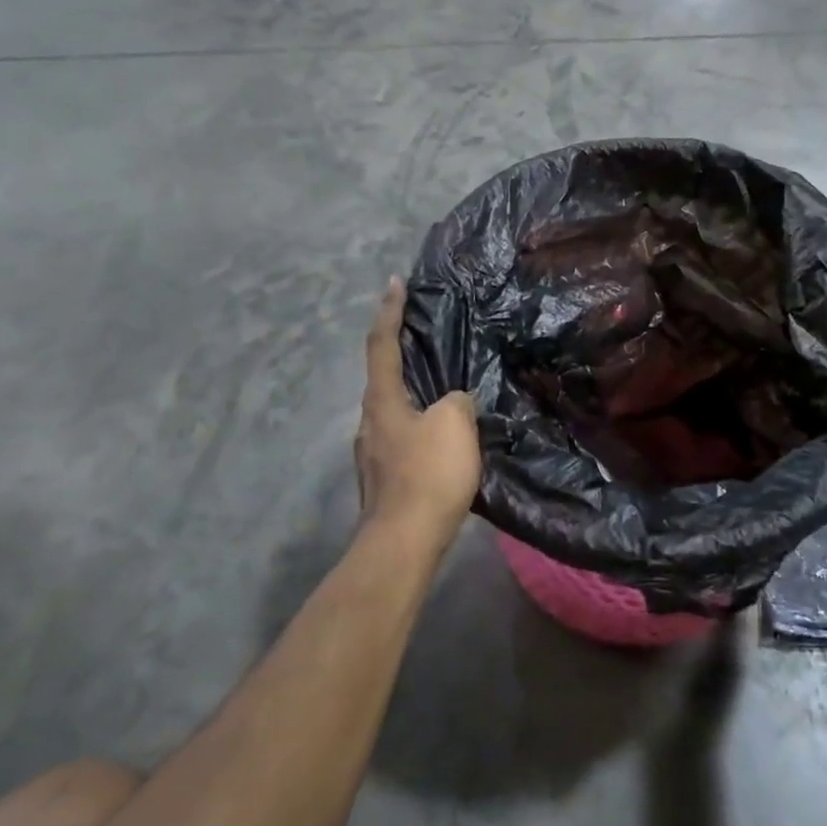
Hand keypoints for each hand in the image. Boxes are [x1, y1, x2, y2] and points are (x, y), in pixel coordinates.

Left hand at [355, 277, 481, 551]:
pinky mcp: (385, 479)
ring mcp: (374, 453)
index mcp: (382, 400)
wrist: (403, 543)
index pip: (381, 344)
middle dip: (401, 353)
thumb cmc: (428, 474)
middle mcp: (370, 422)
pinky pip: (405, 437)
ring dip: (415, 393)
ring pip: (396, 410)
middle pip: (384, 377)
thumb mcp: (454, 423)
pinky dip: (421, 424)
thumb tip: (454, 402)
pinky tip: (444, 436)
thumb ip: (457, 400)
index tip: (394, 282)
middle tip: (426, 337)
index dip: (389, 311)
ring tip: (444, 389)